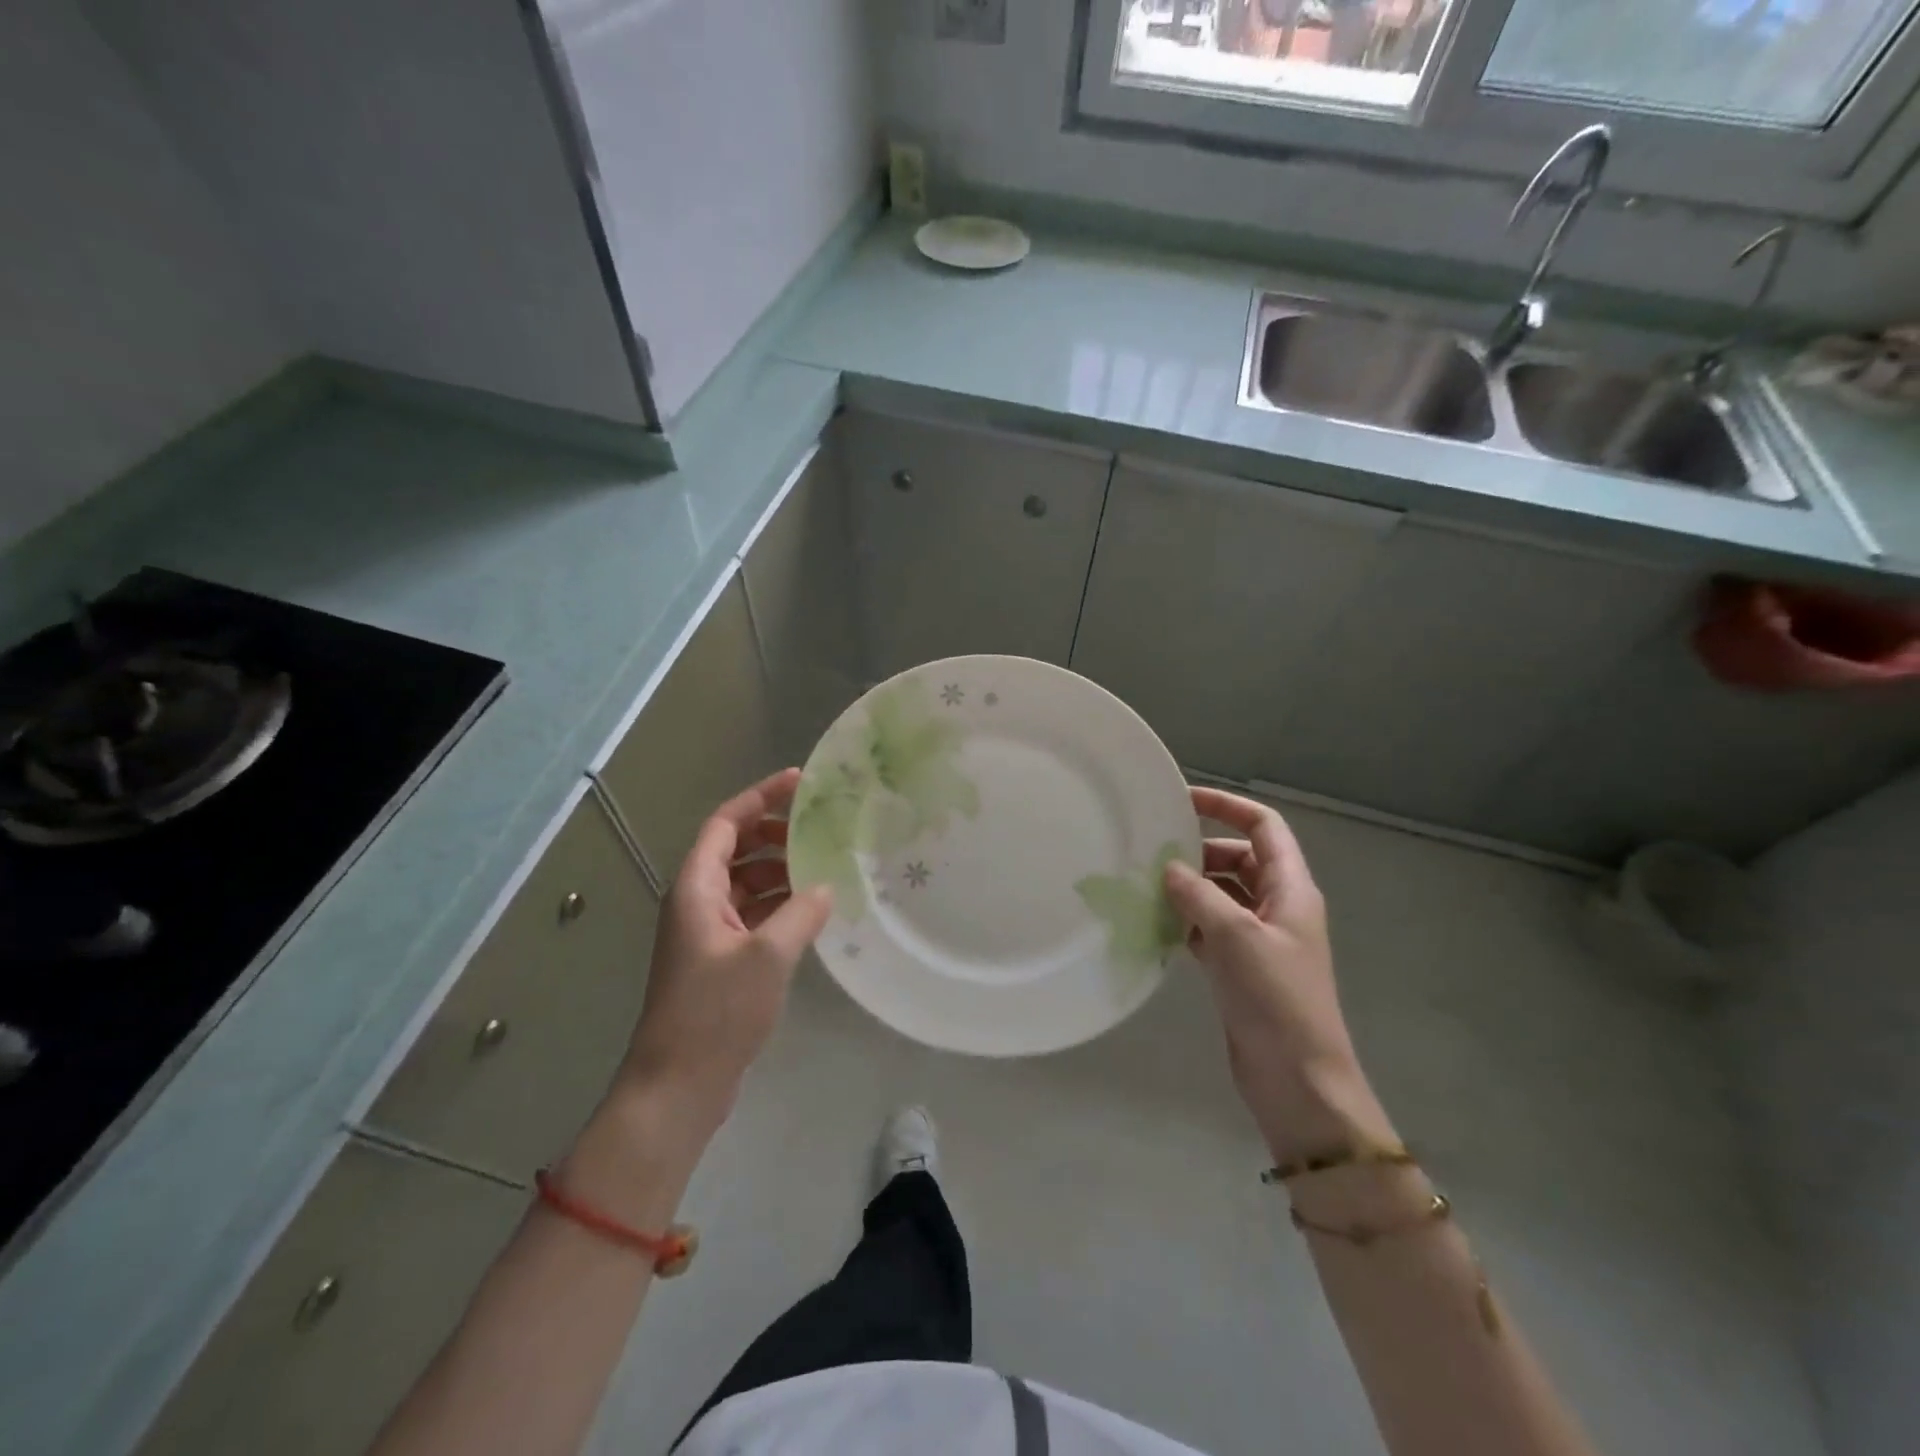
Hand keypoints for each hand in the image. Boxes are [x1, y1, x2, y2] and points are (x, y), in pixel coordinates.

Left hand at [620, 769, 832, 1136]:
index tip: (800, 782)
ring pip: (744, 882)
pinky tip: (810, 912)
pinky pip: (751, 913)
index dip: (760, 797)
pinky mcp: (717, 959)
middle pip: (735, 848)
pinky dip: (778, 905)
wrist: (678, 1085)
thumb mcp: (768, 956)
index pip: (726, 823)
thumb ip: (801, 913)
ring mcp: (706, 932)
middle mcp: (696, 901)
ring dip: (779, 871)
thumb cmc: (716, 1012)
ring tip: (822, 868)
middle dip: (775, 833)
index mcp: (696, 888)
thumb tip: (824, 886)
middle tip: (819, 828)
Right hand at [1164, 787, 1395, 1164]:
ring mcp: (1260, 939)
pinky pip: (1210, 929)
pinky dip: (1186, 922)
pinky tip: (1156, 925)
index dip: (1227, 806)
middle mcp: (1278, 907)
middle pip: (1239, 859)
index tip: (1182, 799)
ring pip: (1221, 895)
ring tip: (1146, 886)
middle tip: (1153, 853)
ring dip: (1190, 888)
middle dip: (1200, 851)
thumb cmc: (1276, 999)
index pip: (1264, 827)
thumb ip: (1199, 894)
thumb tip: (1169, 867)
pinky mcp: (1241, 968)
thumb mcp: (1236, 936)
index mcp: (1292, 889)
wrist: (1298, 1080)